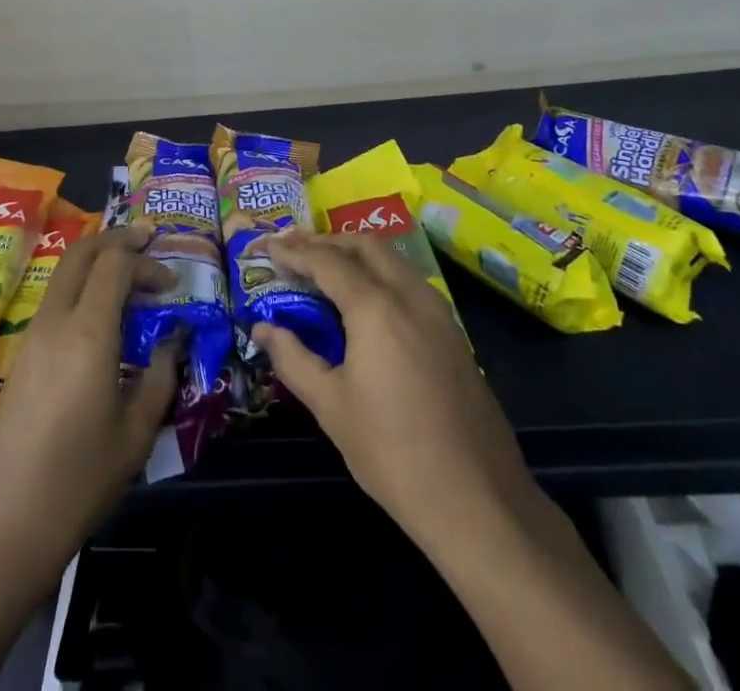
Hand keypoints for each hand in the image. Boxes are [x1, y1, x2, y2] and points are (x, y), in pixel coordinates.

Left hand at [0, 222, 178, 591]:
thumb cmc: (76, 483)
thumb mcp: (136, 434)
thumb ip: (161, 376)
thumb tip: (174, 340)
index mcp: (88, 333)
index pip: (115, 263)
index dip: (147, 261)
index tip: (172, 284)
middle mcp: (55, 322)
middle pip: (81, 252)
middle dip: (116, 239)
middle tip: (147, 240)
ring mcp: (31, 338)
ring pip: (64, 274)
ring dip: (97, 263)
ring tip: (130, 279)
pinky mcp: (20, 358)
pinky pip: (55, 301)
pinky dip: (82, 289)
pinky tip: (103, 319)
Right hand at [251, 229, 538, 550]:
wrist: (477, 499)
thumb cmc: (392, 453)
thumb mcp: (331, 407)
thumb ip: (294, 358)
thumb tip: (262, 328)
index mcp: (376, 307)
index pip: (327, 261)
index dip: (294, 251)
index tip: (267, 248)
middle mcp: (409, 294)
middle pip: (364, 245)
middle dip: (326, 241)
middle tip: (294, 251)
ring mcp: (438, 310)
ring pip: (392, 259)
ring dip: (355, 253)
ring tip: (324, 268)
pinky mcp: (453, 330)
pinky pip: (409, 281)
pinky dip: (379, 273)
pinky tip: (364, 299)